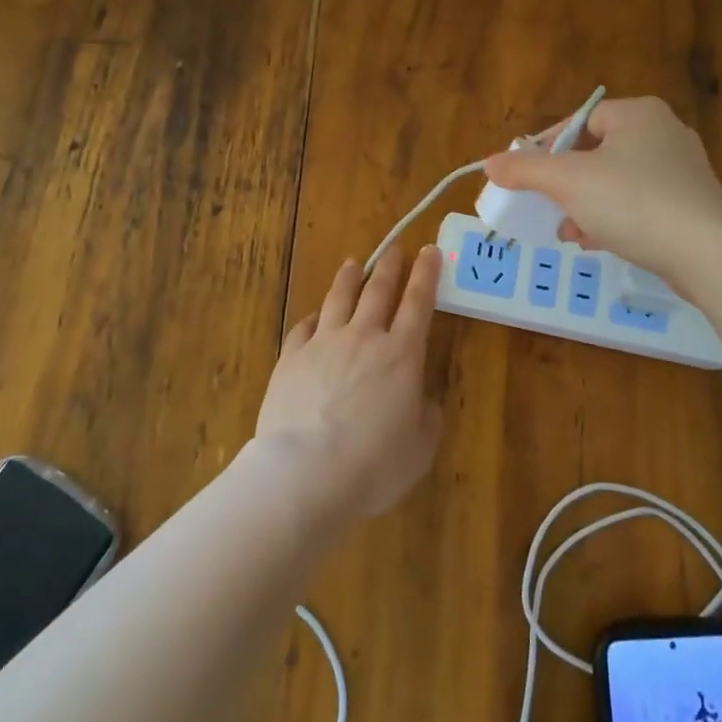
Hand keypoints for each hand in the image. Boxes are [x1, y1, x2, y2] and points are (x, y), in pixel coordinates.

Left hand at [253, 246, 443, 520]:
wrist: (306, 472)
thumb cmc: (374, 464)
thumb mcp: (420, 447)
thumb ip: (427, 416)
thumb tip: (423, 399)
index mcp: (401, 355)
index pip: (419, 302)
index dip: (427, 274)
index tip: (430, 251)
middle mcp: (364, 338)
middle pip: (379, 291)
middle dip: (390, 266)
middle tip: (395, 249)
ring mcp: (323, 344)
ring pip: (339, 299)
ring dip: (349, 278)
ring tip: (352, 264)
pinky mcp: (291, 358)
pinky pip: (304, 327)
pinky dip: (314, 317)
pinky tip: (315, 316)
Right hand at [481, 95, 721, 285]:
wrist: (707, 253)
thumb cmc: (633, 203)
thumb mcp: (568, 182)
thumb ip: (526, 169)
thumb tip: (490, 163)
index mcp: (638, 114)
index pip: (580, 121)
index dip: (548, 146)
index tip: (529, 176)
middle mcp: (664, 132)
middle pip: (596, 153)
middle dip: (565, 184)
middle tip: (546, 206)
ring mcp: (682, 170)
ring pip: (616, 182)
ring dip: (585, 205)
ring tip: (568, 232)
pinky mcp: (691, 204)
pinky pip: (639, 204)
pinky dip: (614, 219)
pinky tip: (597, 242)